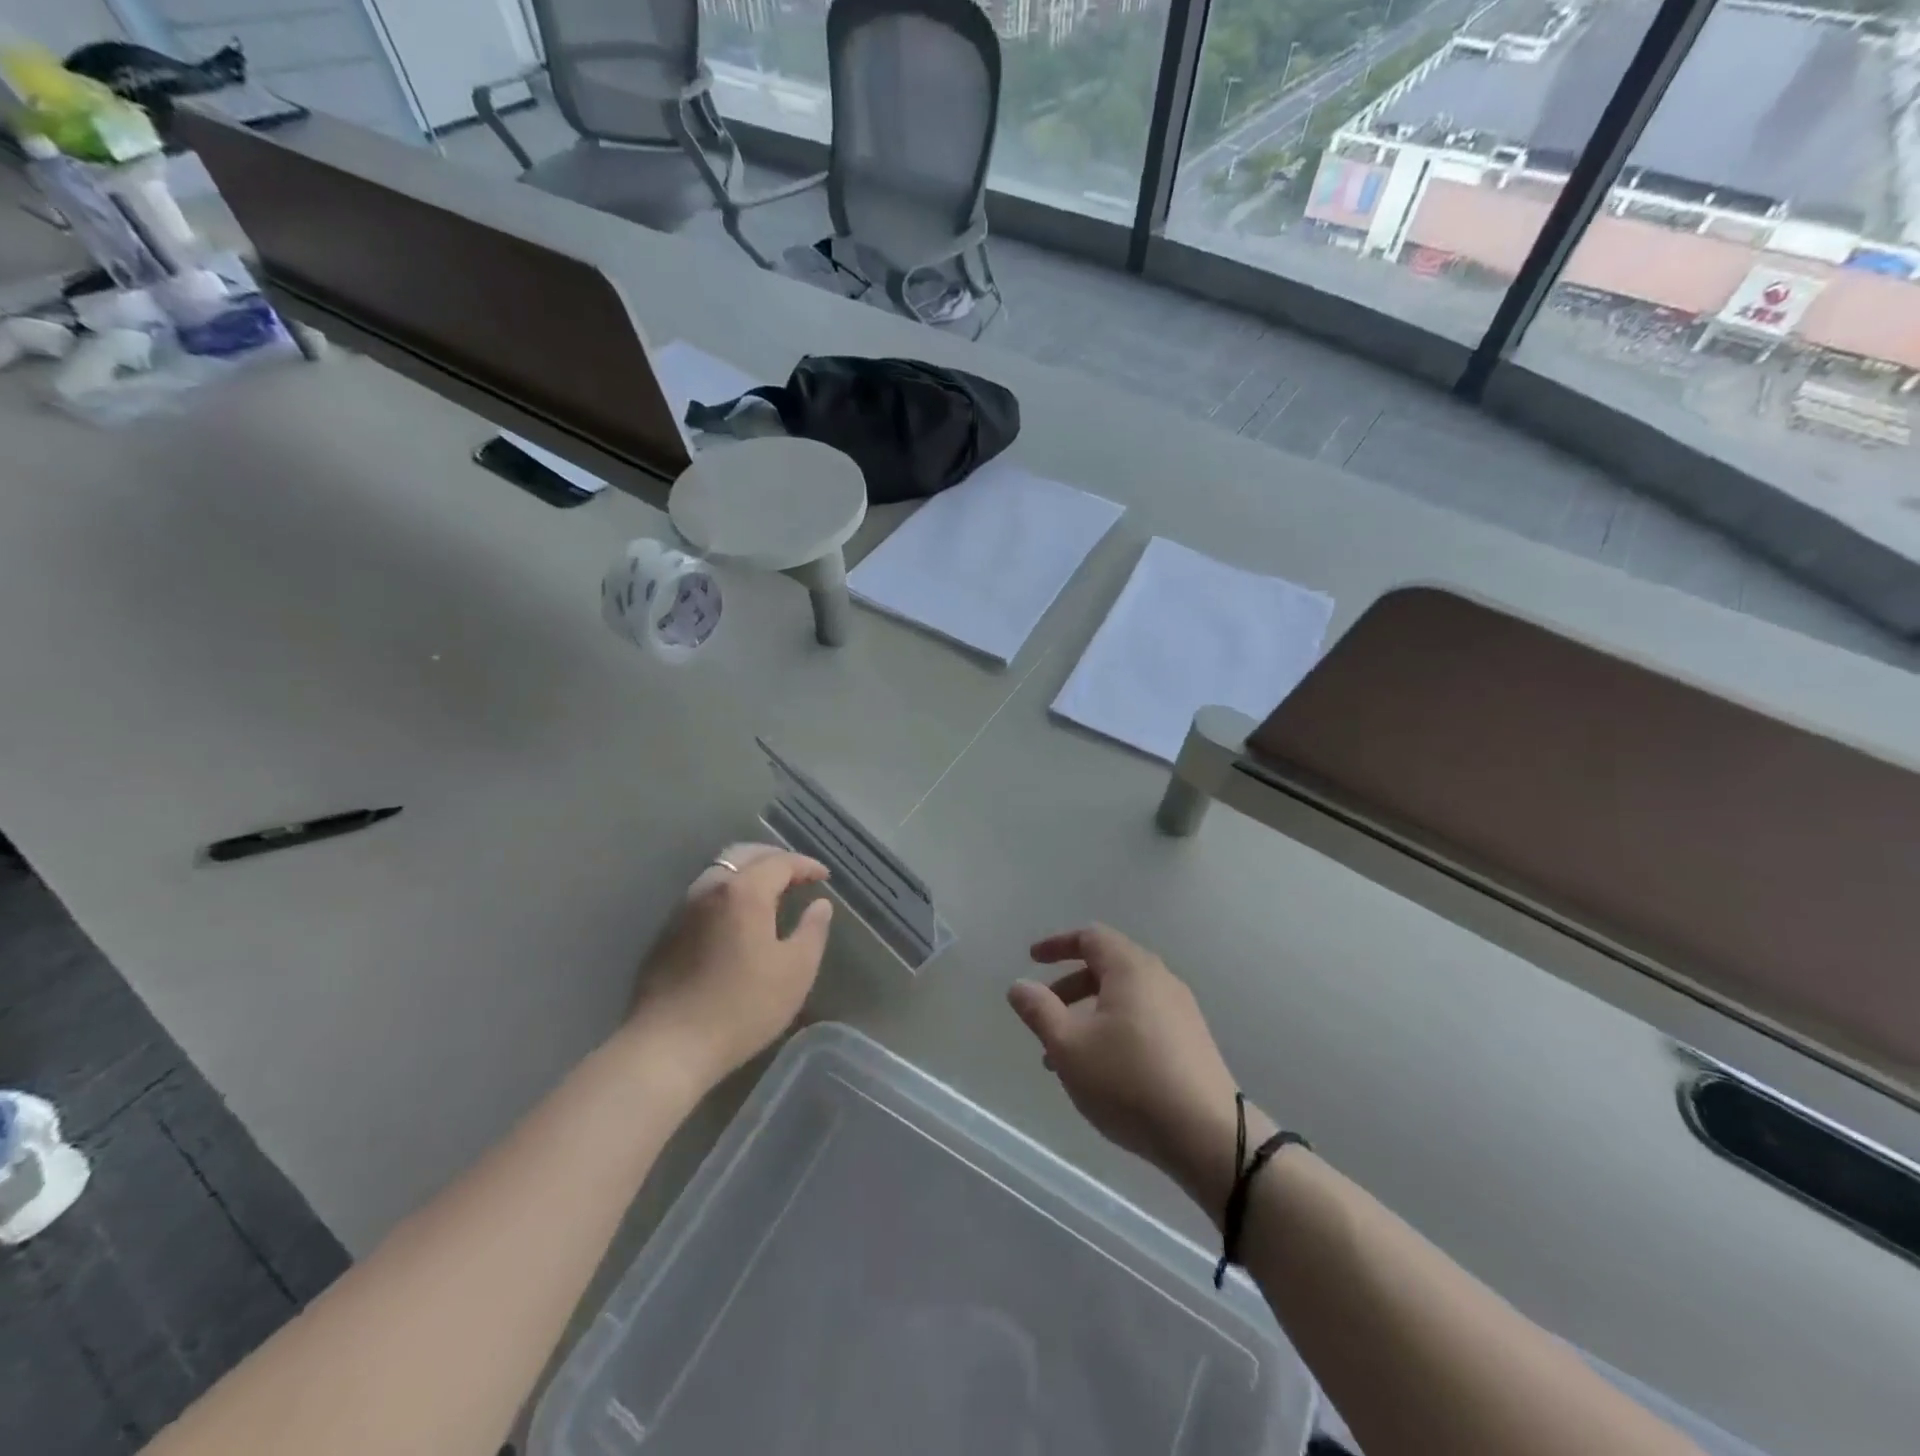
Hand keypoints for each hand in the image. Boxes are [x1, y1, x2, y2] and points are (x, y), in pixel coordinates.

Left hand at [628, 843, 833, 1088]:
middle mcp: (710, 888)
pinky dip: (728, 892)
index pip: (780, 862)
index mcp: (744, 892)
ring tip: (770, 891)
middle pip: (744, 855)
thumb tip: (820, 904)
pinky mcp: (667, 932)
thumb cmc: (743, 1007)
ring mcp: (683, 909)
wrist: (669, 1046)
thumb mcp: (796, 971)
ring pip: (719, 872)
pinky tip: (737, 916)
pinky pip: (704, 894)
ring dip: (748, 872)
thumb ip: (812, 931)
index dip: (806, 865)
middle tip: (797, 875)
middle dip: (774, 858)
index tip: (824, 876)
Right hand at [1008, 925, 1267, 1218]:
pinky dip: (1113, 1028)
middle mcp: (1159, 979)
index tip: (1032, 959)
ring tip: (1064, 1055)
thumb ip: (1039, 1010)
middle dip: (1070, 986)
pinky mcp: (1192, 1040)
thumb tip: (1019, 985)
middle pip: (1107, 966)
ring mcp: (1181, 1010)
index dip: (1058, 944)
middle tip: (1044, 1013)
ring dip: (1089, 1014)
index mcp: (1131, 969)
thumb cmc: (1129, 1081)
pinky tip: (1102, 1069)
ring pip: (1124, 997)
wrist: (1208, 1136)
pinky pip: (1143, 1018)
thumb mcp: (1070, 1046)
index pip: (1091, 937)